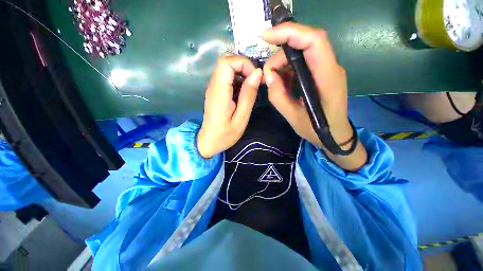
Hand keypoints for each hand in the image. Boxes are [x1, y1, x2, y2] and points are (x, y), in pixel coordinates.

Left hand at [197, 55, 262, 157]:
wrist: (209, 141)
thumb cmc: (225, 134)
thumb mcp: (241, 118)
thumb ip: (248, 95)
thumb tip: (257, 73)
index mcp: (219, 92)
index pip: (226, 62)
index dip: (243, 63)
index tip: (254, 77)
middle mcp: (213, 86)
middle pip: (225, 61)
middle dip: (243, 66)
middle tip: (254, 81)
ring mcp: (213, 88)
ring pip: (226, 67)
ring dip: (241, 72)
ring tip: (250, 87)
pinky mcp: (215, 91)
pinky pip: (226, 77)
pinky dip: (237, 79)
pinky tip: (242, 91)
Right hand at [262, 22, 366, 170]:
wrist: (335, 135)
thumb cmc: (317, 129)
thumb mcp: (292, 117)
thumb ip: (278, 96)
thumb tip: (268, 76)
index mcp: (327, 78)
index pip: (313, 41)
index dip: (290, 32)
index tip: (266, 37)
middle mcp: (330, 67)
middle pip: (305, 44)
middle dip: (280, 56)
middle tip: (268, 75)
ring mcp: (327, 69)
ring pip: (301, 53)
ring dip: (283, 64)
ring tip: (274, 82)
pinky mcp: (321, 74)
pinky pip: (302, 64)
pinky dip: (288, 70)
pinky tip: (283, 83)